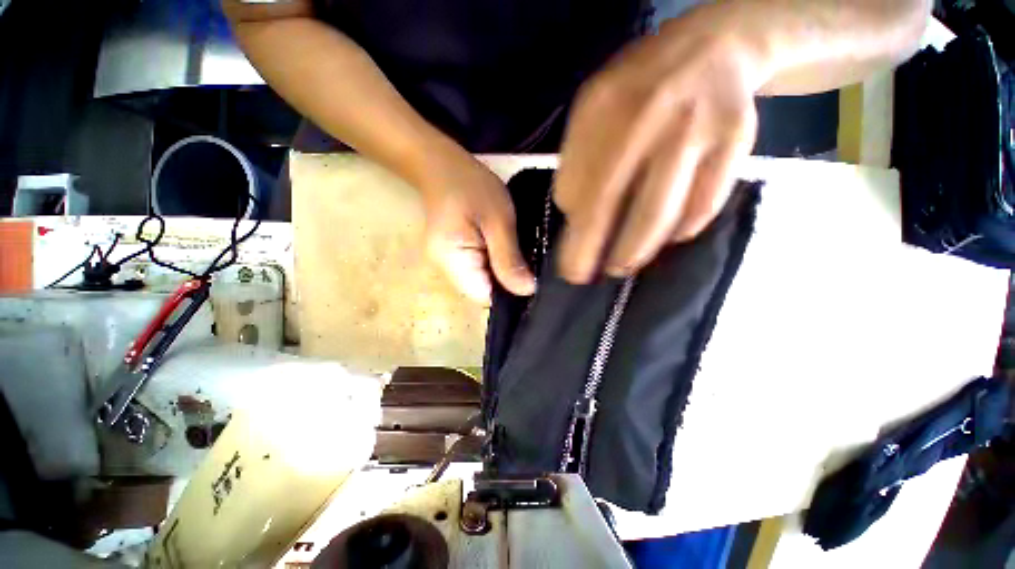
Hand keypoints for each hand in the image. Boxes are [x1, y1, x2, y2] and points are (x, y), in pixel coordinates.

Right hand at [418, 148, 535, 303]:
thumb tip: (527, 291)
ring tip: (518, 256)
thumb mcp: (498, 220)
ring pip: (481, 282)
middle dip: (507, 283)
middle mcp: (444, 269)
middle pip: (482, 291)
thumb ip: (509, 258)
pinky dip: (493, 265)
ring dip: (501, 273)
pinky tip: (505, 251)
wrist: (440, 165)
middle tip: (529, 264)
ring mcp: (446, 264)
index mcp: (452, 260)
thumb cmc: (470, 185)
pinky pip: (477, 270)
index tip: (530, 279)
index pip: (484, 296)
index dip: (509, 292)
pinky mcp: (452, 256)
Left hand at [555, 4, 769, 282]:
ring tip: (620, 267)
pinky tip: (666, 240)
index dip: (573, 233)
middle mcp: (651, 119)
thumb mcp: (592, 111)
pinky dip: (681, 231)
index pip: (579, 188)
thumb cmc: (640, 87)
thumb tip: (573, 215)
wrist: (714, 48)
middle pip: (613, 205)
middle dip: (593, 251)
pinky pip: (703, 206)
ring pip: (659, 214)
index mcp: (606, 109)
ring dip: (636, 250)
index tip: (567, 261)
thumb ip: (577, 161)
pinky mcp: (735, 143)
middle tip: (582, 278)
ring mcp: (696, 131)